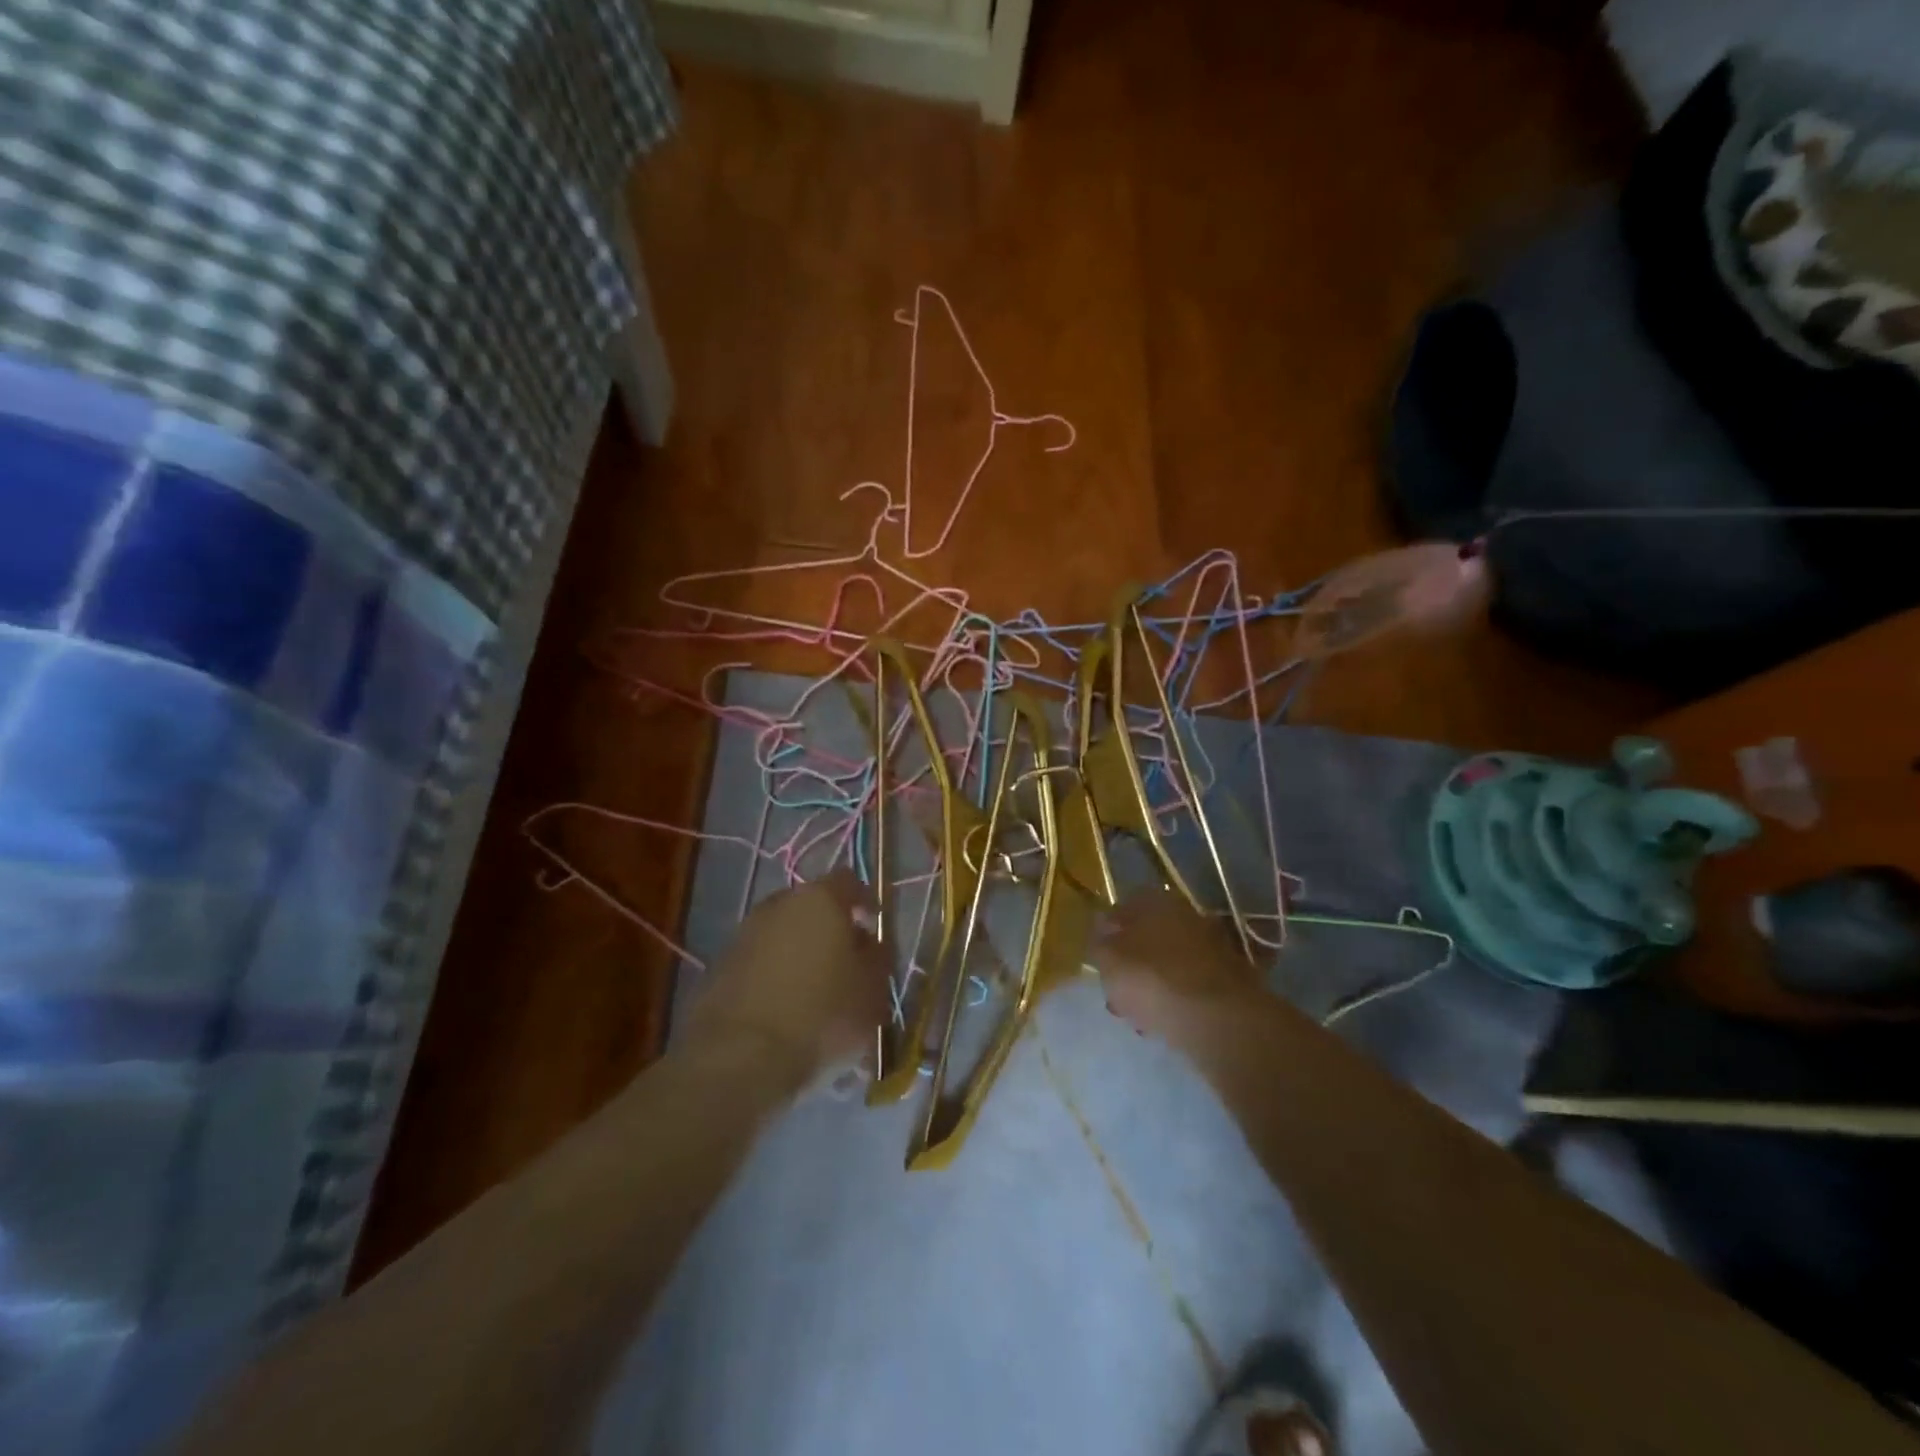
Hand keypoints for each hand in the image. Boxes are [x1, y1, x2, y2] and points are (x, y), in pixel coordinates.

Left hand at [680, 870, 890, 1087]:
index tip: (874, 929)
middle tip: (847, 964)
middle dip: (830, 930)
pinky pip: (759, 962)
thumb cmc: (821, 1015)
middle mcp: (778, 905)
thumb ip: (877, 958)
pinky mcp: (719, 967)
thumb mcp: (872, 990)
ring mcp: (744, 934)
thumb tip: (870, 944)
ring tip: (816, 994)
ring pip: (783, 935)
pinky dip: (775, 977)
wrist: (738, 1058)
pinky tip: (785, 1011)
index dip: (865, 902)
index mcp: (820, 899)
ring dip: (800, 954)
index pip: (849, 881)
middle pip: (812, 907)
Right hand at [1089, 887, 1258, 1047]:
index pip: (1123, 908)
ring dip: (1153, 982)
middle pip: (1148, 936)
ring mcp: (1210, 945)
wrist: (1218, 1019)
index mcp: (1155, 901)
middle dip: (1132, 961)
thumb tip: (1101, 929)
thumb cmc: (1152, 980)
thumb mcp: (1108, 960)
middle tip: (1117, 989)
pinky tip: (1164, 1022)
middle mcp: (1185, 914)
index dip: (1108, 933)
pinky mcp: (1228, 978)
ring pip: (1169, 961)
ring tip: (1138, 1014)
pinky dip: (1176, 998)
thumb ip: (1099, 942)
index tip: (1099, 958)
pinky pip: (1190, 984)